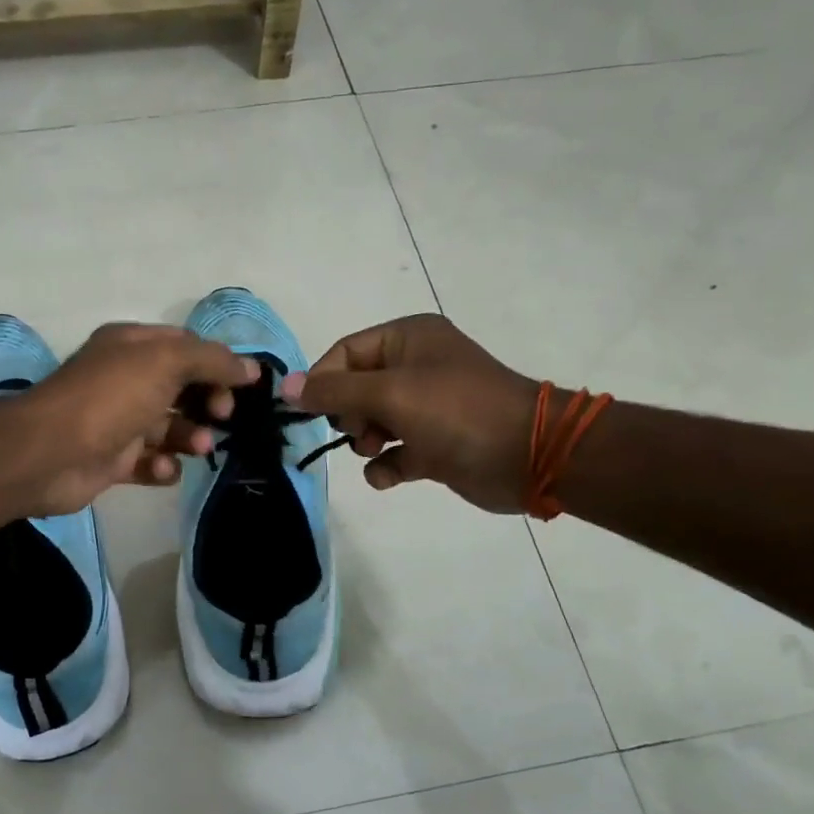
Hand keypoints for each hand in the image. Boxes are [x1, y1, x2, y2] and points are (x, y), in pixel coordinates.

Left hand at [9, 323, 257, 516]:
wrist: (49, 454)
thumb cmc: (111, 397)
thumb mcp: (166, 362)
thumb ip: (212, 361)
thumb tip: (250, 368)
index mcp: (132, 347)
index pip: (186, 346)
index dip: (217, 363)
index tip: (244, 386)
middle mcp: (125, 380)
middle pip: (182, 388)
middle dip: (207, 402)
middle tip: (221, 416)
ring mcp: (118, 422)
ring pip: (169, 427)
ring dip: (190, 437)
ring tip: (198, 447)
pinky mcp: (113, 461)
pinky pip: (150, 462)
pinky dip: (163, 466)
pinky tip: (163, 468)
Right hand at [283, 314, 539, 513]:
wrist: (528, 456)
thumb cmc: (456, 411)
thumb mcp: (389, 394)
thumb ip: (333, 392)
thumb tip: (285, 388)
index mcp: (408, 339)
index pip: (345, 353)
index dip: (323, 380)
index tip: (308, 411)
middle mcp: (416, 367)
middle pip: (355, 388)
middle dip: (348, 414)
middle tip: (359, 429)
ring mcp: (427, 407)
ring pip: (372, 421)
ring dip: (365, 440)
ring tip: (377, 449)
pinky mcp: (435, 444)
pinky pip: (395, 452)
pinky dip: (386, 465)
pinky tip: (390, 475)